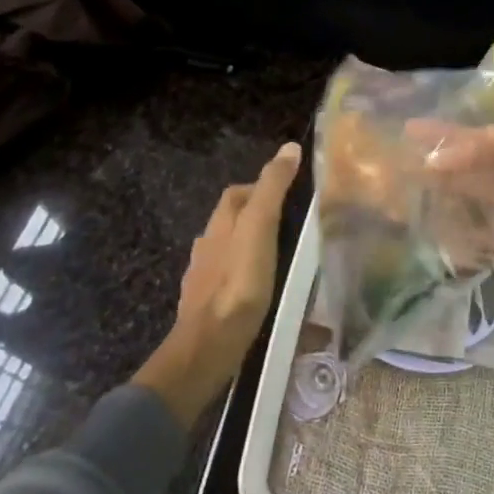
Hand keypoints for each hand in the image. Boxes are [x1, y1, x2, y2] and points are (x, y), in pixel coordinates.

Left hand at [134, 141, 302, 423]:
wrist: (208, 347)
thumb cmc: (238, 282)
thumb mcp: (260, 226)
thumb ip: (272, 188)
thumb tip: (289, 147)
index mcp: (219, 224)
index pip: (237, 193)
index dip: (260, 187)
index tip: (290, 194)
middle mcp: (206, 246)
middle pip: (231, 221)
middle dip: (256, 218)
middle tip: (291, 226)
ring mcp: (202, 280)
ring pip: (228, 252)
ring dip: (250, 249)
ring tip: (282, 259)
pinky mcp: (206, 309)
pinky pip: (227, 282)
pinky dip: (244, 278)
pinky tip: (261, 291)